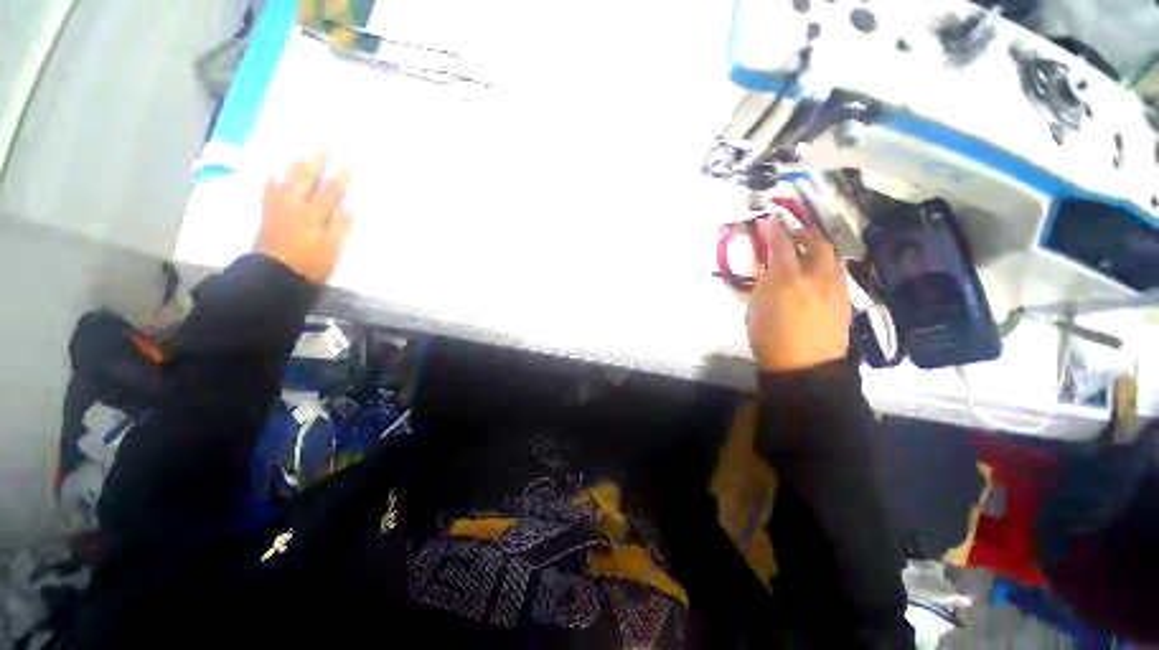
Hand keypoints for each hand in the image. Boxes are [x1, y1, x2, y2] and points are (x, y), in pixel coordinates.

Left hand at [254, 153, 352, 284]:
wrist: (273, 275)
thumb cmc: (309, 264)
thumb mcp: (332, 249)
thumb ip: (340, 227)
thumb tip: (349, 208)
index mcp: (313, 214)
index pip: (329, 192)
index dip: (339, 179)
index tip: (347, 166)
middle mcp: (294, 205)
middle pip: (304, 179)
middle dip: (315, 163)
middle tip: (323, 150)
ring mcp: (278, 208)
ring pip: (285, 180)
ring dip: (294, 167)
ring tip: (300, 156)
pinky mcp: (268, 215)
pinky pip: (268, 192)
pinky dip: (272, 182)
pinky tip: (273, 176)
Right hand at [746, 219, 850, 372]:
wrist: (805, 366)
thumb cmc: (770, 339)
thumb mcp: (755, 309)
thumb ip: (763, 284)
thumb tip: (768, 267)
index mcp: (786, 280)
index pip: (782, 245)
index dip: (776, 229)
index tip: (771, 219)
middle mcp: (815, 277)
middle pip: (816, 243)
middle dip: (803, 233)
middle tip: (791, 233)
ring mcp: (835, 287)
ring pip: (833, 255)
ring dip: (819, 246)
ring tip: (808, 249)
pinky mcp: (845, 298)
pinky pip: (839, 271)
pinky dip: (828, 263)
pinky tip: (819, 271)